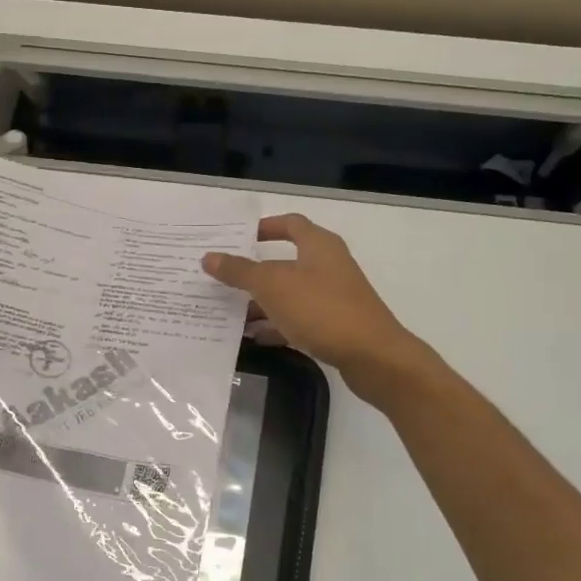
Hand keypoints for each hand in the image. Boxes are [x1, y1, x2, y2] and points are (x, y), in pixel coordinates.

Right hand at [202, 214, 431, 398]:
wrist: (372, 356)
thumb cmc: (322, 310)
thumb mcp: (273, 286)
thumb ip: (240, 271)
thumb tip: (209, 257)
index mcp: (318, 246)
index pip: (290, 224)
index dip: (264, 227)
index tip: (236, 238)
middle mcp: (328, 266)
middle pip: (285, 262)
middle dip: (253, 271)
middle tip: (221, 278)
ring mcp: (333, 297)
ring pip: (289, 294)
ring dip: (261, 302)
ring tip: (228, 313)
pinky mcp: (334, 325)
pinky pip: (297, 320)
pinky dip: (276, 326)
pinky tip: (253, 338)